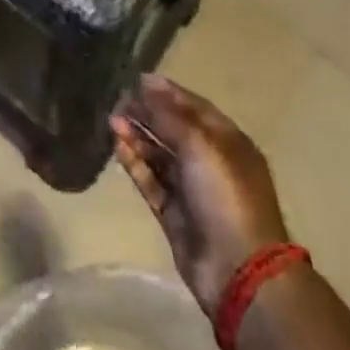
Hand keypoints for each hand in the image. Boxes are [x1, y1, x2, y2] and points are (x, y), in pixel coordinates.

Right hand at [112, 75, 290, 311]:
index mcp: (227, 142)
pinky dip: (135, 164)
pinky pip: (151, 182)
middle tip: (117, 100)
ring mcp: (192, 190)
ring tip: (111, 120)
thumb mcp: (198, 144)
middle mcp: (210, 162)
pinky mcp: (175, 215)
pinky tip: (117, 147)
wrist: (238, 270)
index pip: (194, 107)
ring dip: (137, 136)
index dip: (167, 91)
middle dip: (147, 114)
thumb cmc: (225, 195)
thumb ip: (167, 116)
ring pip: (159, 155)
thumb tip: (143, 88)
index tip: (137, 78)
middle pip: (174, 130)